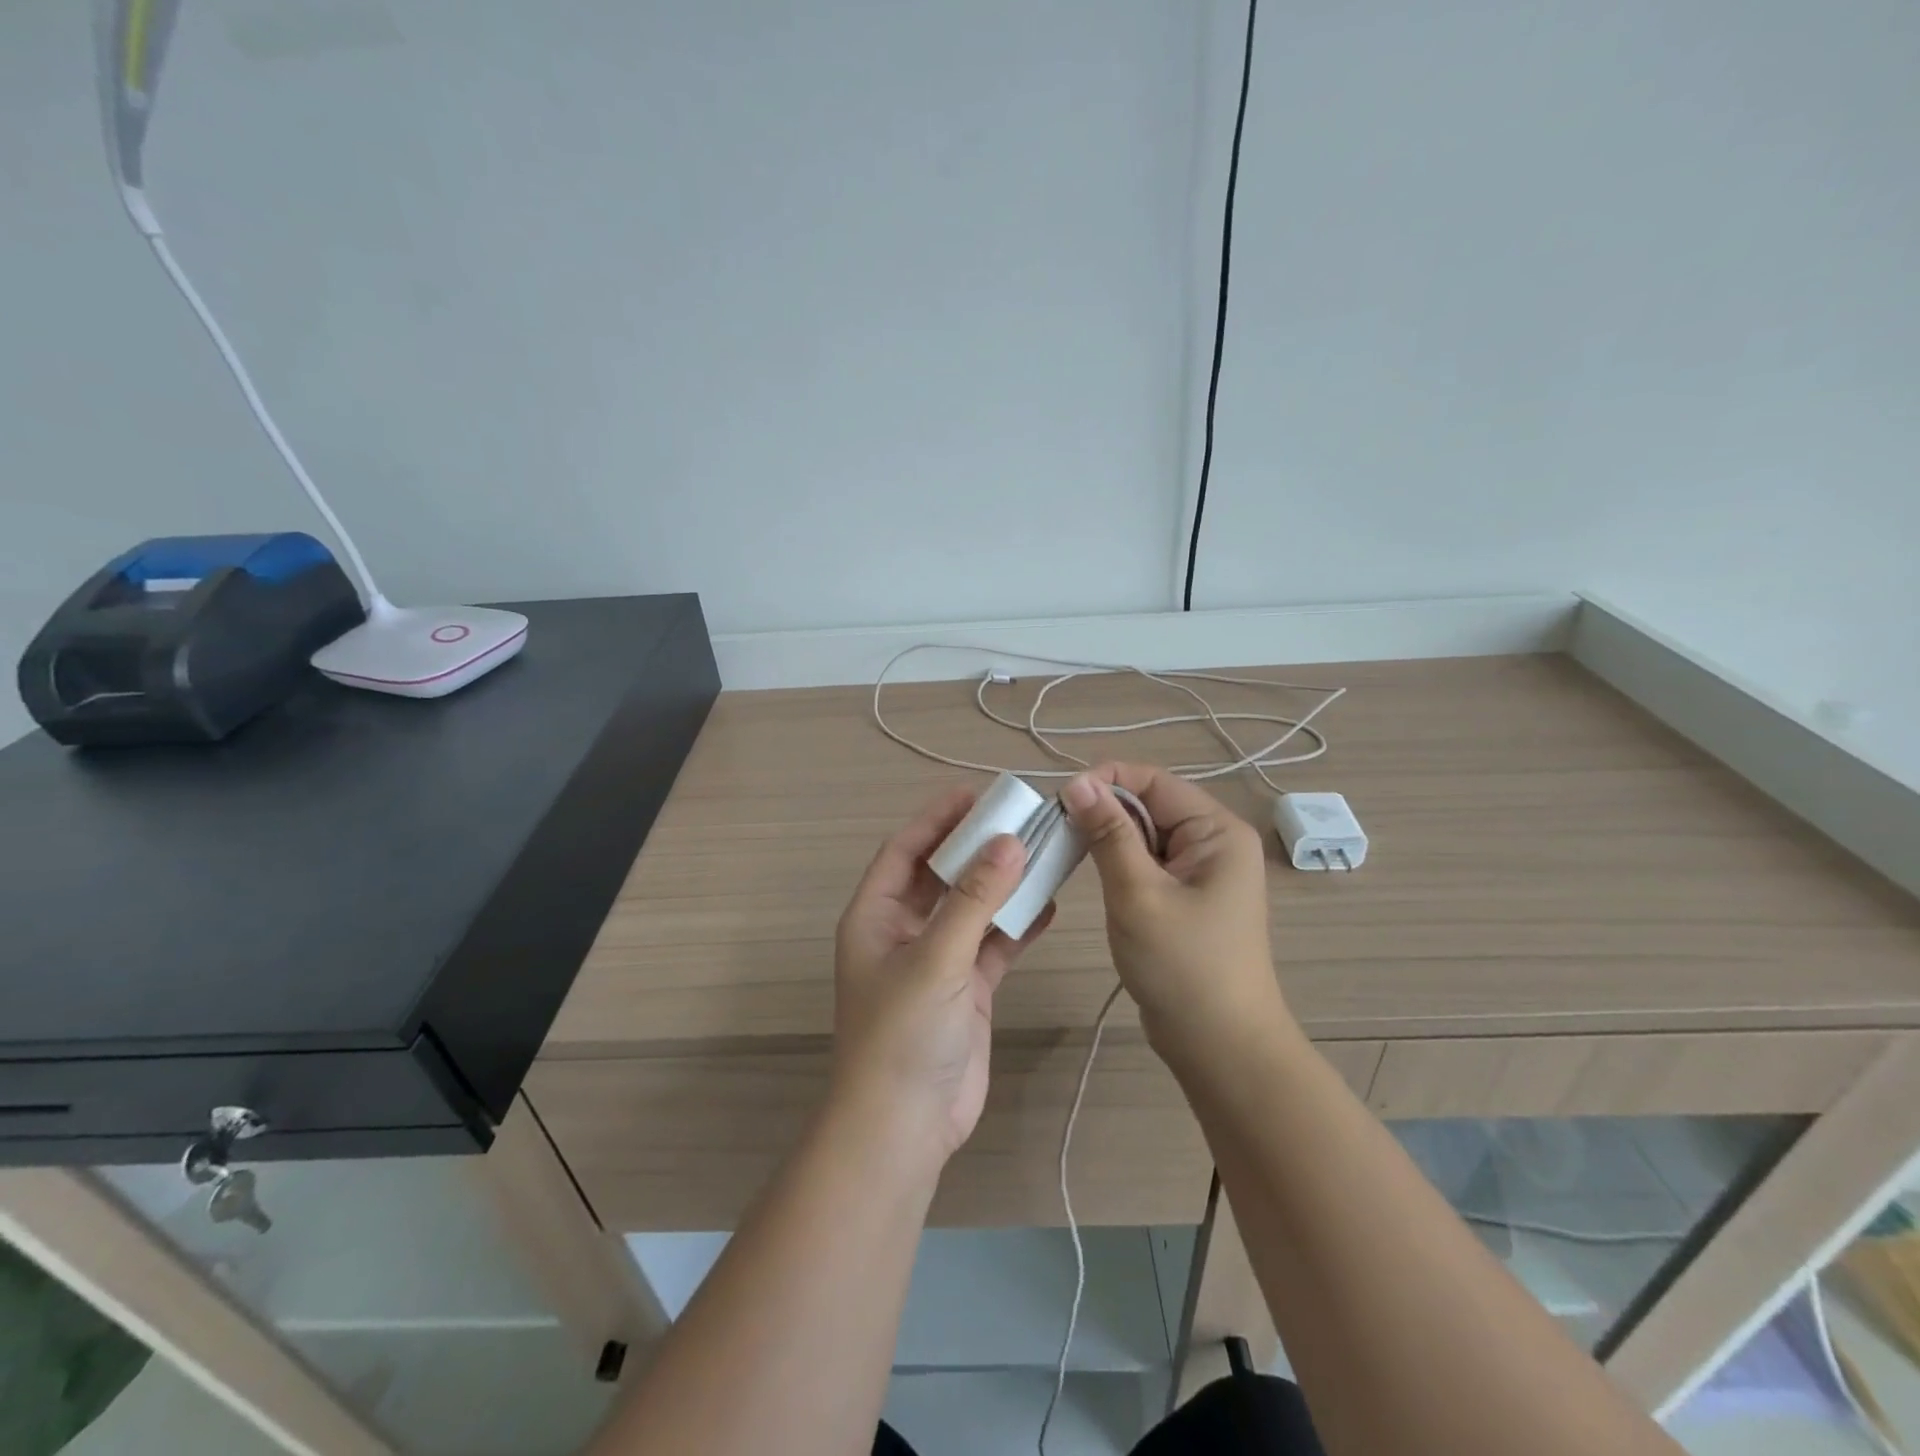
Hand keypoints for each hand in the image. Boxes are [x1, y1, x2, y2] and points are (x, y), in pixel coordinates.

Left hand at [832, 787, 1055, 1158]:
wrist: (905, 1127)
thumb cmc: (903, 1033)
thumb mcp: (935, 958)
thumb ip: (973, 899)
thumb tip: (1009, 842)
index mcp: (876, 915)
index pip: (906, 850)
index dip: (937, 818)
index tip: (976, 793)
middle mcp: (904, 930)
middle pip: (943, 874)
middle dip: (977, 846)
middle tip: (1020, 817)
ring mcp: (937, 960)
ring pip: (973, 907)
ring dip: (1003, 883)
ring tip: (1043, 851)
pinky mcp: (966, 987)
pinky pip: (993, 943)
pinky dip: (1018, 925)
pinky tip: (1049, 905)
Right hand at [1061, 764, 1290, 1066]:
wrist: (1220, 1046)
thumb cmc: (1183, 966)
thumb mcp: (1138, 893)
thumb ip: (1108, 834)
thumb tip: (1077, 782)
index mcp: (1217, 830)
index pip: (1154, 781)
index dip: (1105, 780)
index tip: (1059, 799)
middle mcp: (1214, 841)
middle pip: (1149, 804)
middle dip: (1103, 809)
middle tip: (1054, 826)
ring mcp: (1201, 870)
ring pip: (1144, 833)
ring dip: (1106, 836)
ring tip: (1064, 846)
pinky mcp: (1186, 895)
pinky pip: (1146, 861)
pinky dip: (1117, 861)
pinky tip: (1088, 870)